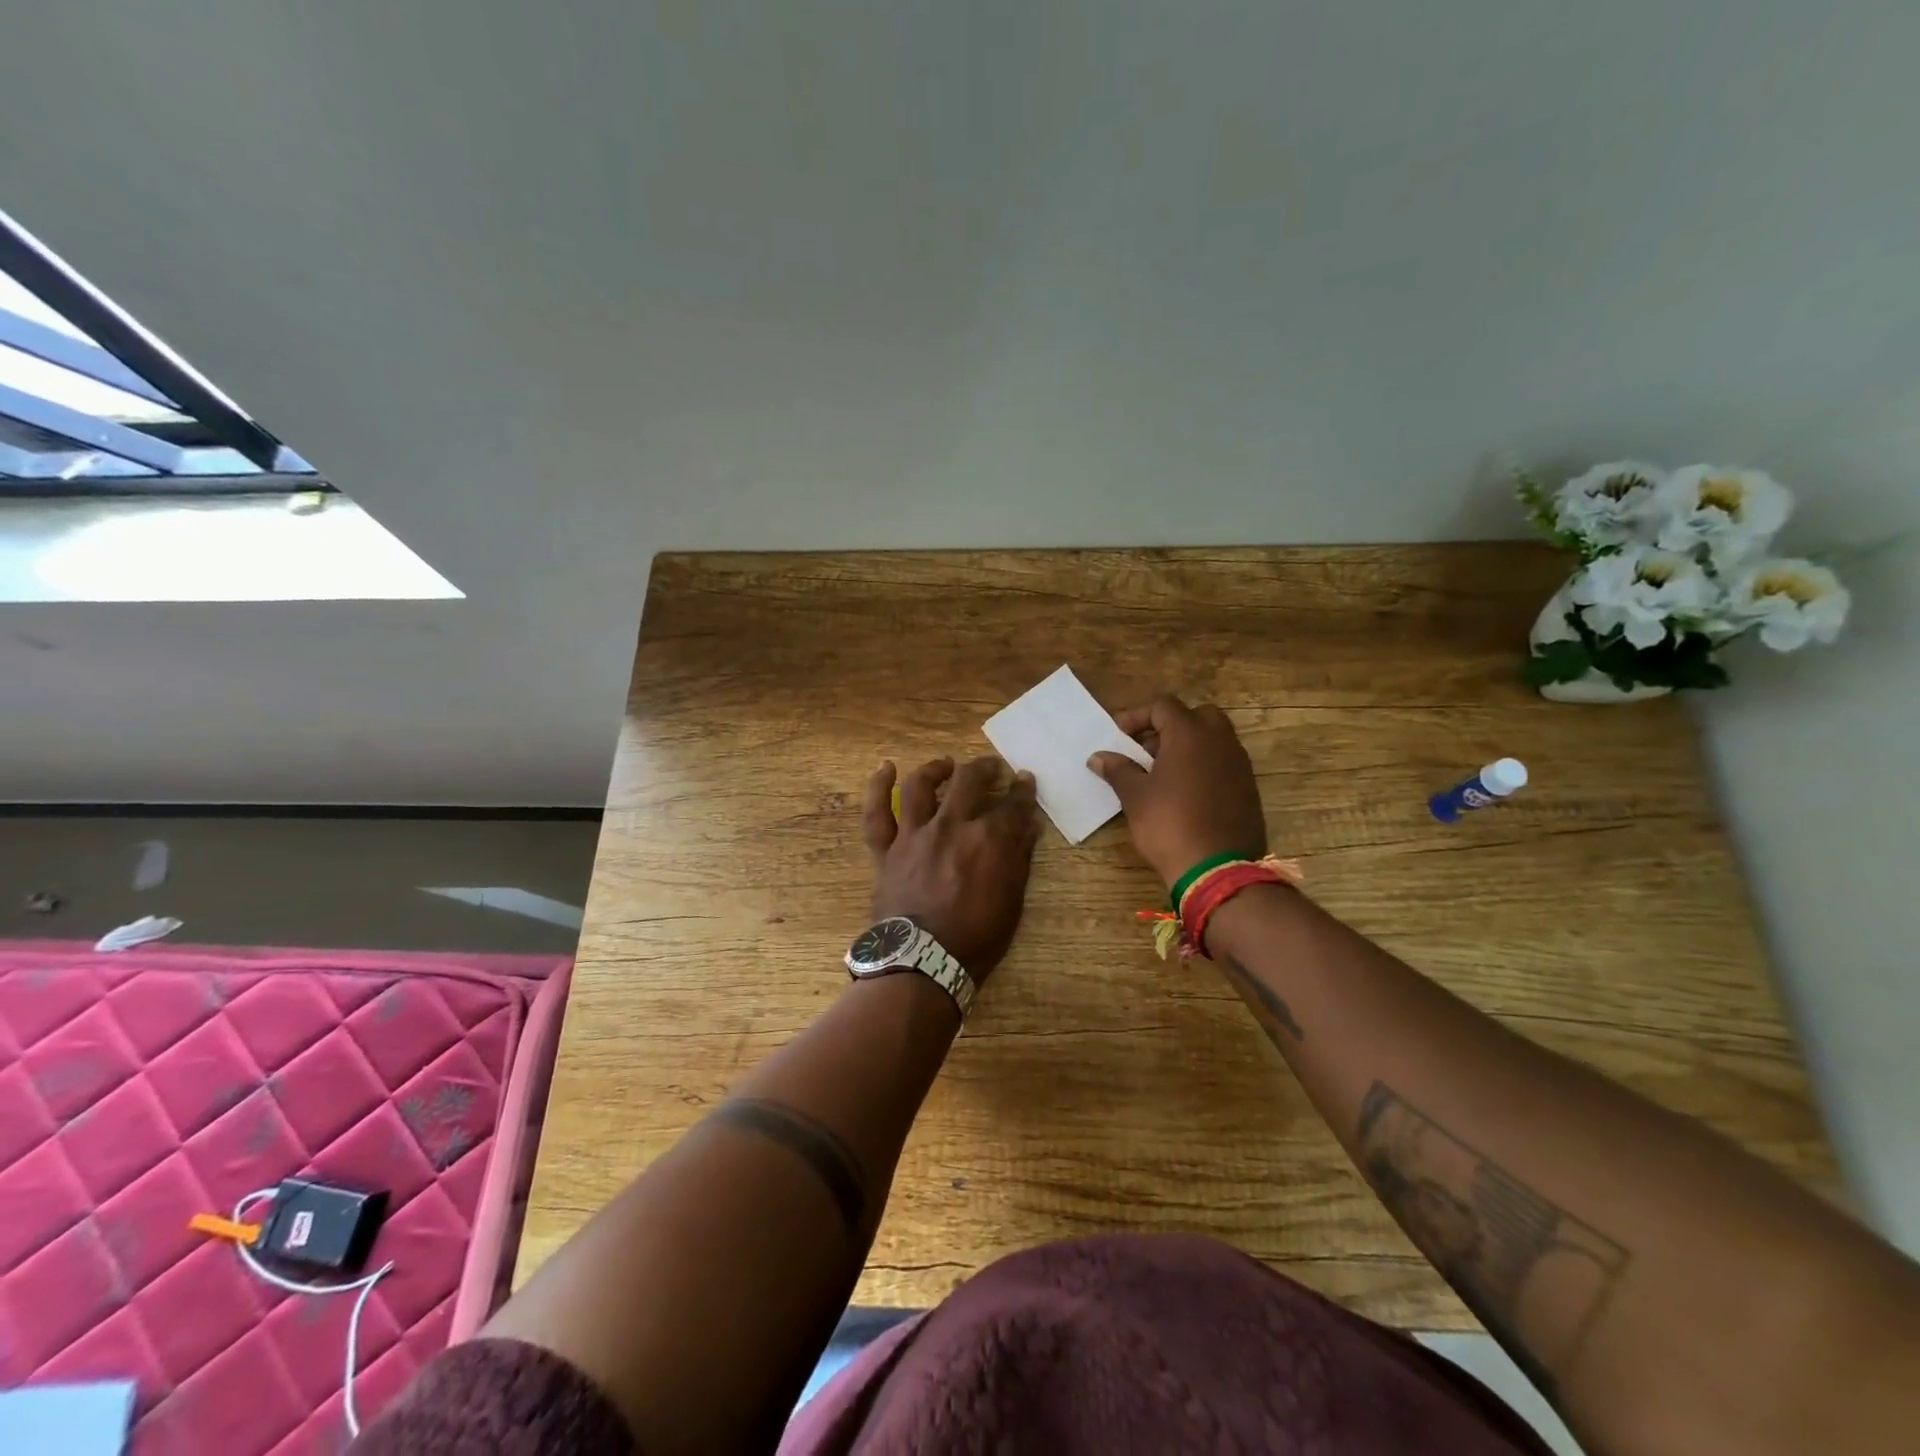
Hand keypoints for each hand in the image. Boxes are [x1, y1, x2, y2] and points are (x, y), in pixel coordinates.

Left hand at [863, 755, 1039, 979]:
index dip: (1022, 790)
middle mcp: (951, 826)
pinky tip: (885, 768)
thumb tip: (1028, 825)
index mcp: (988, 839)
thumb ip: (1019, 858)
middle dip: (985, 768)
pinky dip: (878, 787)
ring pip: (921, 786)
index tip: (1025, 780)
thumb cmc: (976, 938)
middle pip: (970, 781)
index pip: (1013, 804)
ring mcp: (915, 834)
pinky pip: (877, 813)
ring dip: (936, 769)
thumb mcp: (1012, 901)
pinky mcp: (886, 849)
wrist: (923, 962)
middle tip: (992, 768)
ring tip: (946, 765)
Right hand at [1088, 695, 1267, 889]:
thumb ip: (1118, 770)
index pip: (1163, 706)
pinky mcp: (1248, 788)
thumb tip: (1098, 757)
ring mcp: (1239, 764)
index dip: (1137, 717)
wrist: (1218, 869)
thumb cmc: (1169, 824)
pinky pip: (1224, 763)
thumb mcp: (1135, 796)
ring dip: (1188, 747)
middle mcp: (1220, 741)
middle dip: (1169, 727)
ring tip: (1162, 774)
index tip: (1119, 738)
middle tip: (1146, 750)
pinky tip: (1185, 793)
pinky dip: (1204, 766)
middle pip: (1196, 715)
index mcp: (1190, 734)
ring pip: (1214, 739)